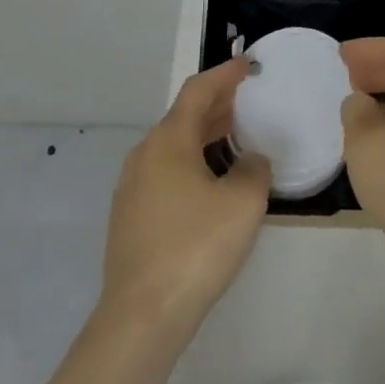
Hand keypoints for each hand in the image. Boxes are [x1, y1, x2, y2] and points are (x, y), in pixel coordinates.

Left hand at [100, 58, 271, 339]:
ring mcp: (132, 188)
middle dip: (216, 105)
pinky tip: (210, 183)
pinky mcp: (130, 218)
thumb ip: (254, 169)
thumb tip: (250, 161)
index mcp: (169, 140)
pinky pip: (165, 173)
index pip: (198, 90)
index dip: (225, 74)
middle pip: (183, 116)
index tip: (248, 65)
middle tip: (247, 100)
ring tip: (234, 138)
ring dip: (203, 135)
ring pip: (172, 146)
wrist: (141, 318)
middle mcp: (145, 155)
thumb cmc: (196, 247)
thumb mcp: (243, 202)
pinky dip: (191, 162)